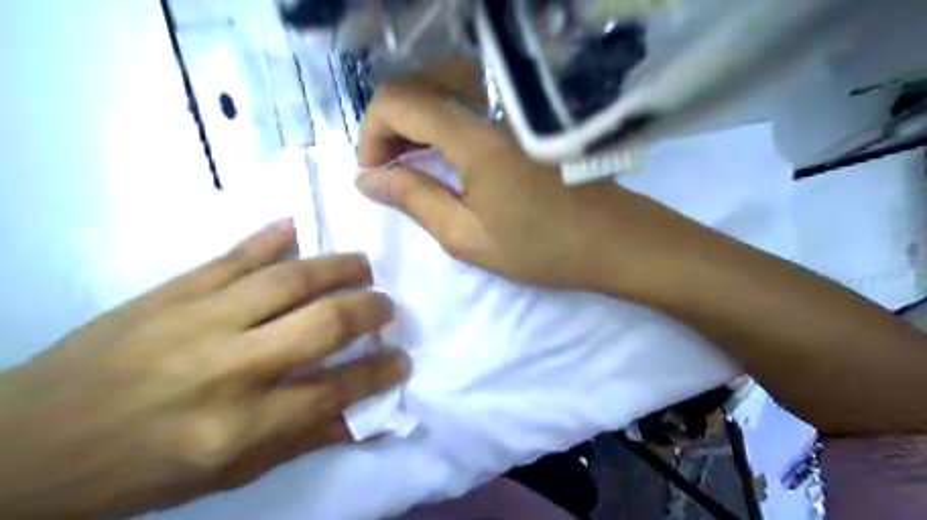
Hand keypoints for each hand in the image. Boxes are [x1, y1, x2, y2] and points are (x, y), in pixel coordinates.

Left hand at [0, 220, 408, 519]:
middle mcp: (227, 367)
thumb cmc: (139, 469)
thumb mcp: (227, 474)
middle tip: (387, 305)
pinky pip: (235, 255)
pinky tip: (300, 225)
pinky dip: (273, 236)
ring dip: (337, 266)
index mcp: (237, 426)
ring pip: (288, 279)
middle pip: (321, 324)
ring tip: (363, 264)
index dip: (378, 372)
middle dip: (368, 310)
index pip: (333, 390)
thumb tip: (361, 416)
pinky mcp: (172, 291)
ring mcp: (198, 319)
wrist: (24, 445)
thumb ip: (301, 438)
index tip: (403, 358)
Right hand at [353, 80, 694, 291]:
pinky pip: (471, 98)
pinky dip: (444, 117)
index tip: (372, 171)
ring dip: (416, 118)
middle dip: (390, 123)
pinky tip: (444, 150)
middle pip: (421, 84)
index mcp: (477, 138)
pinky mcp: (528, 116)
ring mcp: (515, 107)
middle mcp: (495, 107)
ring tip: (411, 160)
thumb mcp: (468, 237)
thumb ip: (414, 200)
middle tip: (387, 167)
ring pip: (446, 86)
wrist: (614, 240)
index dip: (372, 130)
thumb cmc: (542, 248)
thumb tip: (366, 179)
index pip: (401, 101)